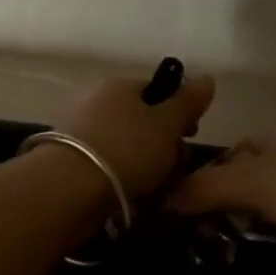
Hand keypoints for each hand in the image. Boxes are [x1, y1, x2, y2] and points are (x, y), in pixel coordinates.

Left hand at [55, 70, 215, 201]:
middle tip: (174, 168)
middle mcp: (96, 101)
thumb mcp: (166, 125)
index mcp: (119, 86)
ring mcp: (80, 131)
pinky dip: (123, 178)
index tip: (190, 137)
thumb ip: (187, 102)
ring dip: (146, 165)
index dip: (178, 113)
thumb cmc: (126, 149)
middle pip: (142, 120)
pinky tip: (133, 197)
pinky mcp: (70, 160)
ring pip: (126, 145)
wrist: (68, 189)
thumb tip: (207, 77)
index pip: (156, 91)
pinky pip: (108, 164)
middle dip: (164, 144)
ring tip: (156, 188)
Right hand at [169, 126, 275, 274]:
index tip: (190, 204)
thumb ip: (205, 187)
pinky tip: (259, 269)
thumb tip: (165, 198)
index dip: (213, 173)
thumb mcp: (252, 181)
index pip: (239, 149)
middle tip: (203, 237)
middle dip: (232, 208)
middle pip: (256, 182)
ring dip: (255, 234)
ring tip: (224, 259)